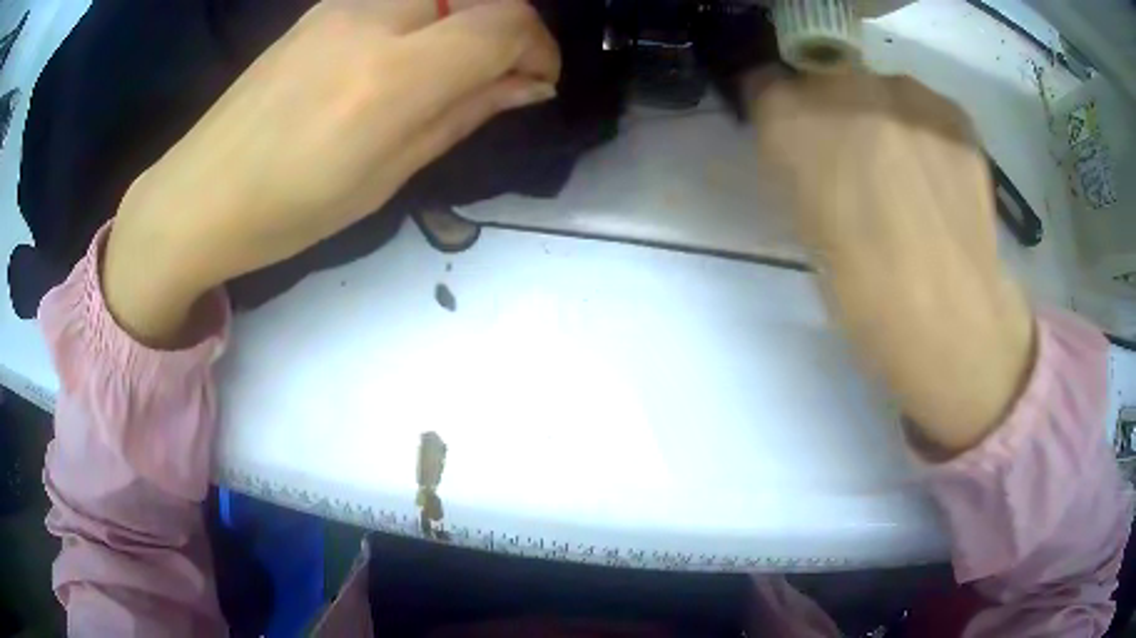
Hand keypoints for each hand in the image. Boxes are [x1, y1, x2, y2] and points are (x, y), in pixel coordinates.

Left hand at [104, 0, 559, 344]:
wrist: (199, 193)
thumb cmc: (290, 209)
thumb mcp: (387, 177)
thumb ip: (463, 115)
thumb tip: (528, 84)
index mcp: (392, 78)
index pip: (506, 22)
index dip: (539, 48)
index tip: (536, 81)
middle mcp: (373, 19)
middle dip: (510, 26)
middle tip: (500, 72)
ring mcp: (343, 4)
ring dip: (469, 19)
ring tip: (450, 69)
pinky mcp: (323, 5)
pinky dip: (429, 16)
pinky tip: (405, 56)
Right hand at [748, 71, 1034, 454]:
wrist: (949, 319)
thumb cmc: (862, 293)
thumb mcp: (804, 224)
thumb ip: (799, 166)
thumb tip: (813, 147)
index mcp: (790, 119)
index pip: (766, 83)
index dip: (781, 111)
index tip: (794, 136)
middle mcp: (845, 86)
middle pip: (825, 76)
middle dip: (833, 110)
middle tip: (857, 162)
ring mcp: (907, 92)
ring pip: (880, 89)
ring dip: (883, 117)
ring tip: (909, 177)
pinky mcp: (953, 112)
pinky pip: (925, 109)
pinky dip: (924, 132)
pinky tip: (939, 180)